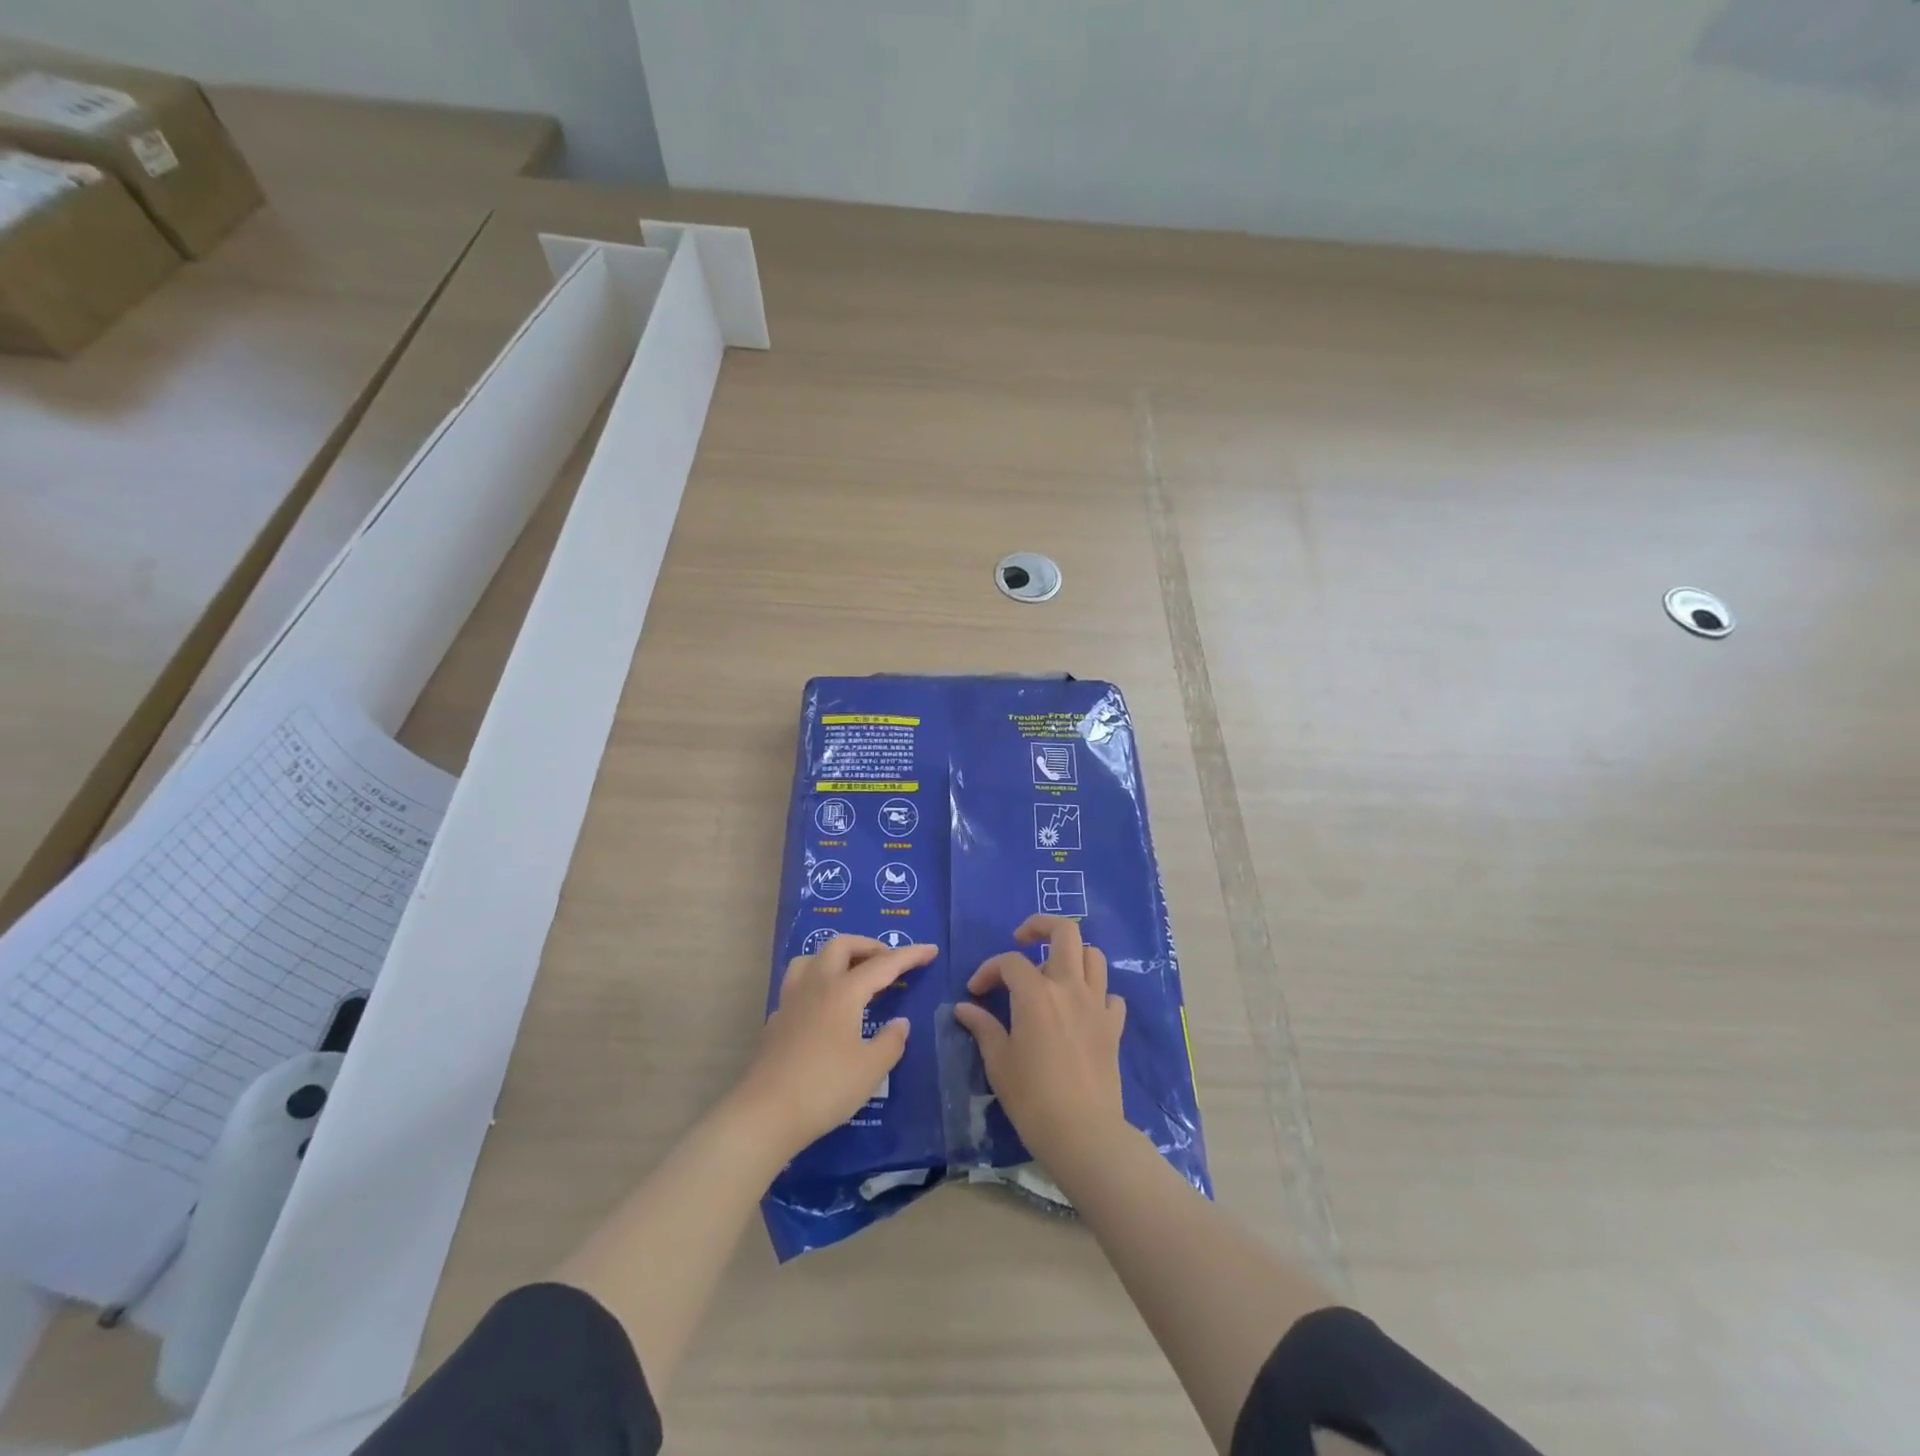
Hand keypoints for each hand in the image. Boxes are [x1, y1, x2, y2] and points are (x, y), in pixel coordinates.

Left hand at [735, 934, 936, 1157]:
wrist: (765, 1114)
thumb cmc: (825, 1088)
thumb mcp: (871, 1069)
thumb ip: (890, 1041)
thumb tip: (899, 1023)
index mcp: (843, 992)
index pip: (883, 964)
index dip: (910, 955)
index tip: (931, 950)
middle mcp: (816, 985)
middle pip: (841, 946)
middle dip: (869, 946)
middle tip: (888, 962)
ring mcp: (791, 1000)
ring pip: (812, 958)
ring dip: (837, 957)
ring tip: (853, 974)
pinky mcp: (776, 1020)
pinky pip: (799, 983)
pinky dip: (818, 982)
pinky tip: (825, 1007)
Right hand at [952, 916, 1128, 1178]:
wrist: (1083, 1132)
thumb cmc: (1032, 1097)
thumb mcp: (998, 1061)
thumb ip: (983, 1027)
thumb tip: (963, 1008)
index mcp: (1036, 993)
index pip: (1009, 962)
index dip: (988, 970)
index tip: (975, 992)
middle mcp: (1069, 987)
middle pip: (1065, 932)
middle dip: (1041, 925)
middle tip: (1022, 940)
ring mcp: (1097, 1004)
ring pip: (1093, 956)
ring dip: (1072, 955)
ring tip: (1053, 972)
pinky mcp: (1114, 1026)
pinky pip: (1110, 995)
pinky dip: (1096, 993)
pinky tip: (1081, 1009)